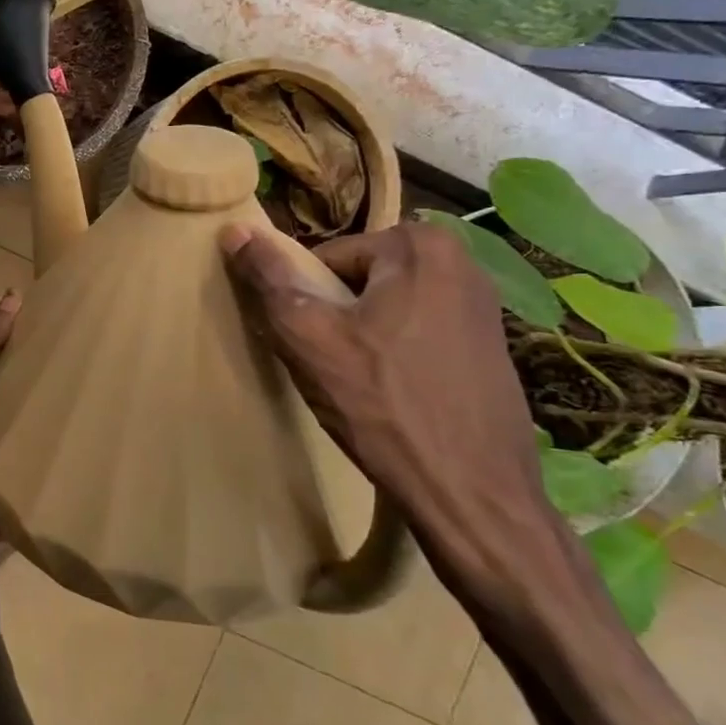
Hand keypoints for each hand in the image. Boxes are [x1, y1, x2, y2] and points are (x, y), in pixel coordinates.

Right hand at [218, 221, 551, 599]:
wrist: (473, 495)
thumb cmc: (383, 406)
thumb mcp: (308, 336)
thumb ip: (269, 278)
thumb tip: (235, 229)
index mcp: (419, 245)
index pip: (325, 259)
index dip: (305, 303)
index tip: (309, 346)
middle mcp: (461, 261)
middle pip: (357, 281)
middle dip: (334, 318)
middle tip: (331, 368)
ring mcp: (483, 305)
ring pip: (385, 308)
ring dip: (362, 338)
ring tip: (360, 387)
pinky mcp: (490, 346)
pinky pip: (417, 333)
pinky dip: (395, 357)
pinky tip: (392, 397)